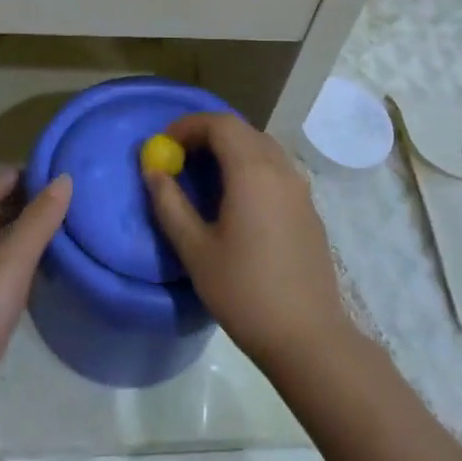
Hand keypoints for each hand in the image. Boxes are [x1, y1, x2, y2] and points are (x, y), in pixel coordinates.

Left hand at [0, 170, 69, 460]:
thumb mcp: (9, 267)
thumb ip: (37, 224)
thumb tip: (62, 180)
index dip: (10, 178)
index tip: (46, 173)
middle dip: (16, 202)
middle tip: (57, 201)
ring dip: (16, 234)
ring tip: (54, 232)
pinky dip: (13, 265)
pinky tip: (34, 277)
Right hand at [144, 113, 352, 371]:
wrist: (308, 336)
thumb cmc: (244, 292)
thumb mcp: (195, 250)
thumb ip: (170, 204)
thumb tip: (153, 171)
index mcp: (252, 172)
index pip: (219, 124)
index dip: (188, 126)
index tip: (164, 144)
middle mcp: (280, 169)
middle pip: (242, 130)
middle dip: (207, 134)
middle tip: (179, 157)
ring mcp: (300, 188)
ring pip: (262, 147)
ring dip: (230, 149)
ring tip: (204, 176)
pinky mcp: (308, 208)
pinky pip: (276, 169)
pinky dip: (250, 167)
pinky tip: (236, 201)